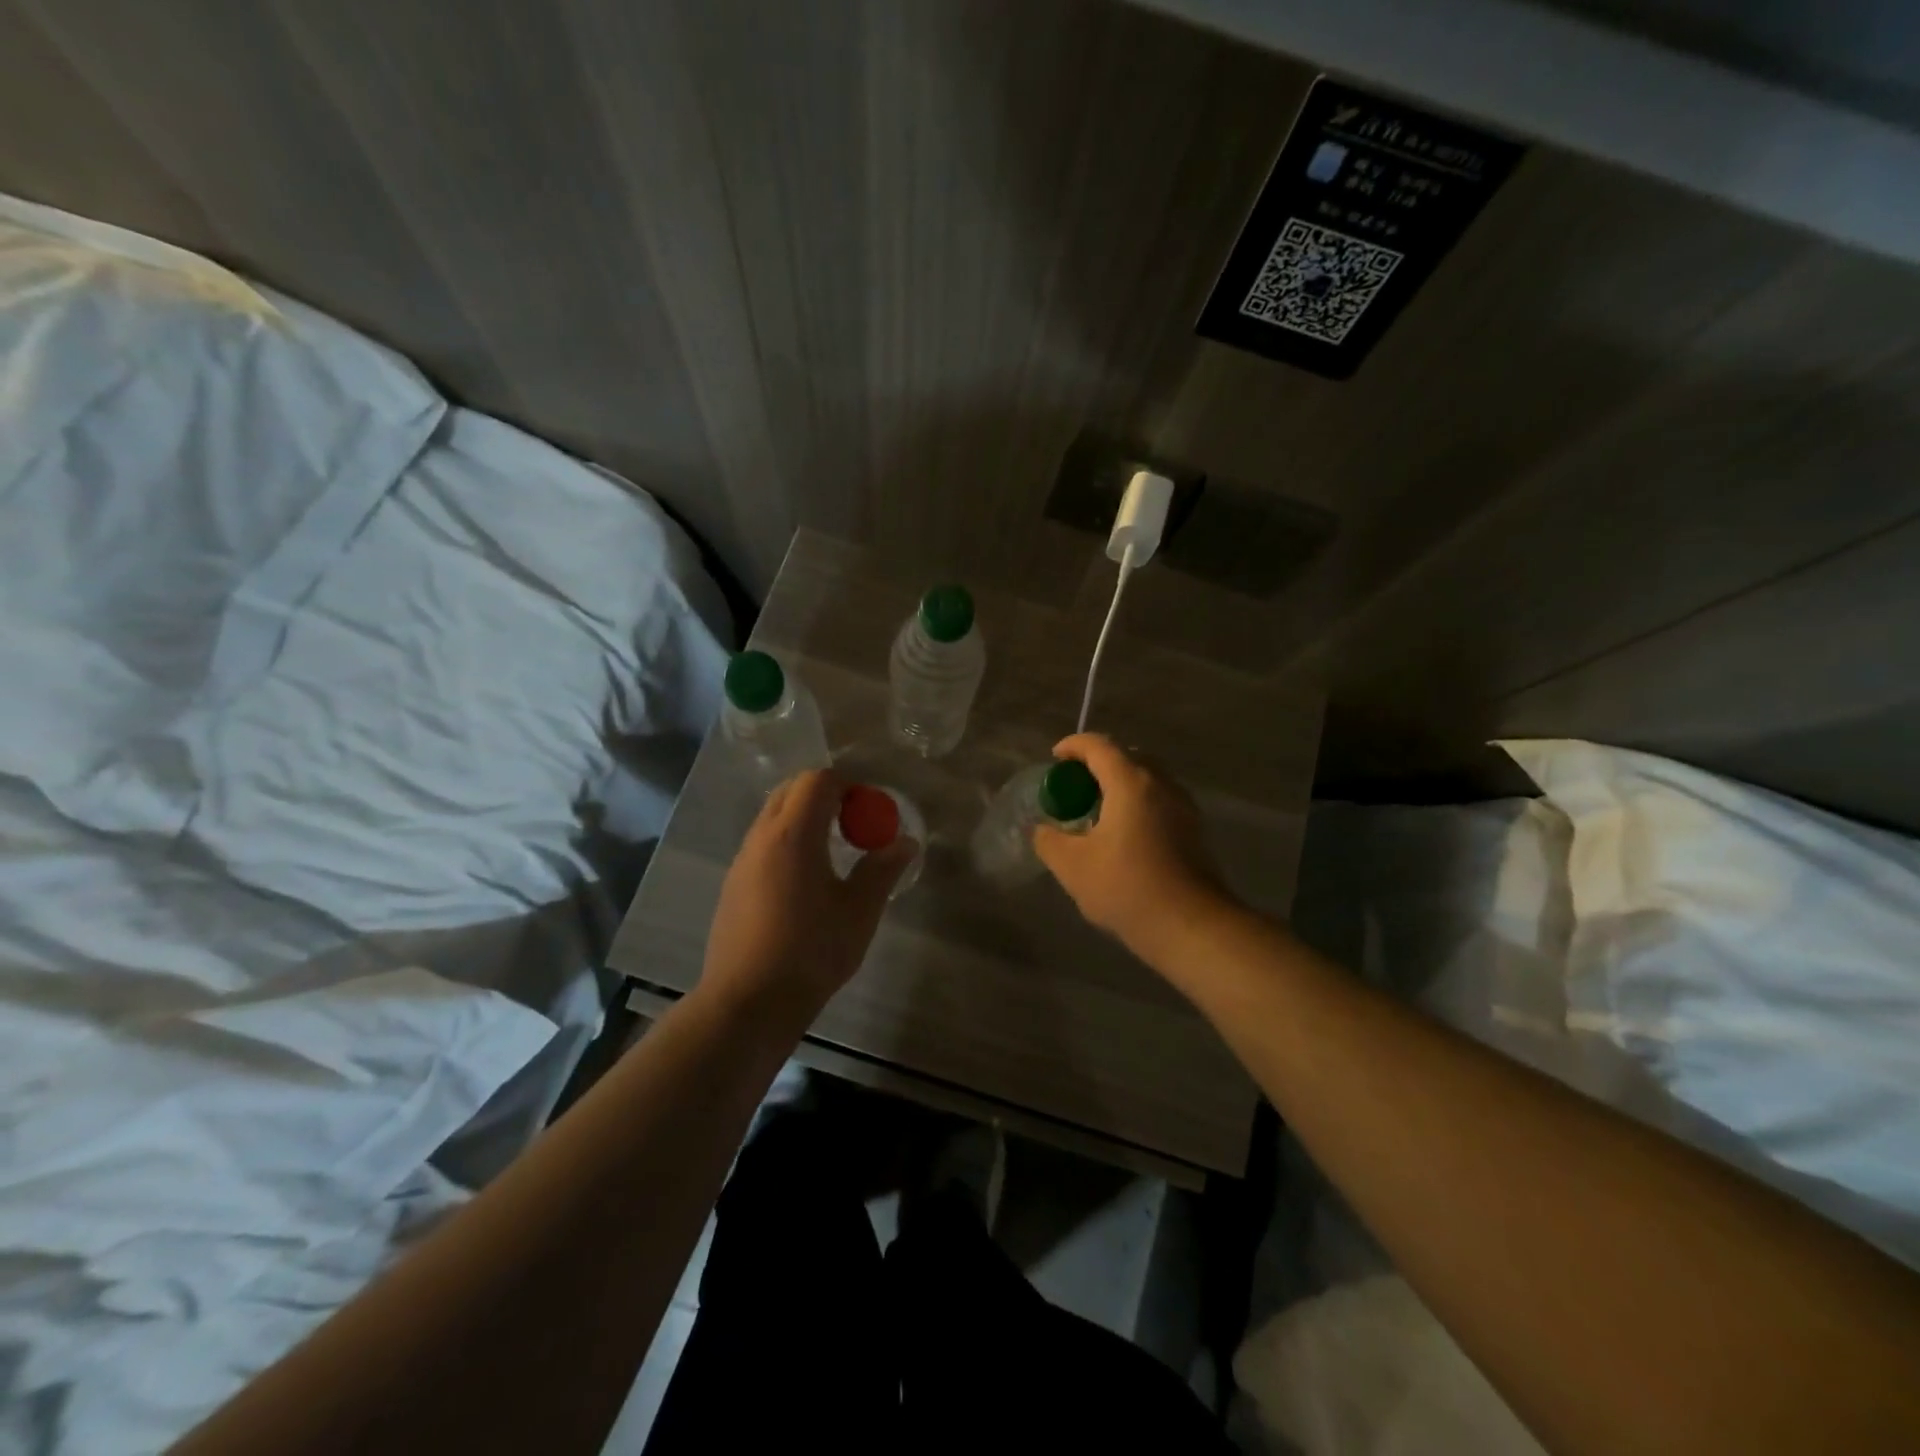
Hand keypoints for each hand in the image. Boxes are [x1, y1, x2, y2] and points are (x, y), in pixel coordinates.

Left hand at [700, 769, 916, 1024]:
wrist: (747, 1003)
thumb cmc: (810, 952)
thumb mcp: (859, 911)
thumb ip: (882, 869)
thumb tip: (905, 841)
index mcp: (794, 834)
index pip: (817, 781)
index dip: (848, 785)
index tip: (870, 811)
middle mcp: (762, 837)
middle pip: (791, 791)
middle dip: (825, 796)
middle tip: (854, 825)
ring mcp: (742, 861)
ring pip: (773, 817)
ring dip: (804, 819)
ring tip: (833, 853)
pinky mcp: (733, 885)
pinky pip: (763, 844)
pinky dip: (787, 843)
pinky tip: (805, 883)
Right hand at [1033, 733, 1233, 961]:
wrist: (1192, 926)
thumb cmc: (1127, 888)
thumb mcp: (1073, 866)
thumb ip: (1049, 841)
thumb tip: (1040, 830)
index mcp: (1131, 782)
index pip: (1099, 746)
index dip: (1073, 746)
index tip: (1055, 760)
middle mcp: (1161, 784)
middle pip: (1127, 757)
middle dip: (1097, 764)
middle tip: (1075, 788)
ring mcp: (1183, 806)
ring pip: (1147, 780)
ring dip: (1120, 786)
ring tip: (1097, 813)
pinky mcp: (1194, 830)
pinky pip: (1159, 801)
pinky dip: (1137, 804)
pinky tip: (1123, 836)